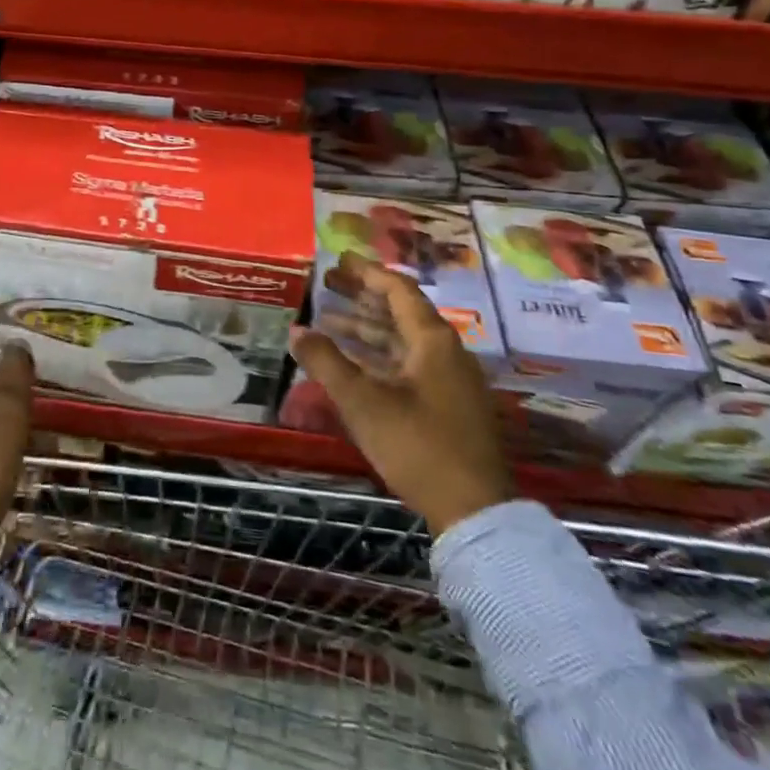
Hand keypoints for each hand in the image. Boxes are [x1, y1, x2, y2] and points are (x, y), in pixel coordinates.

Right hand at [290, 253, 512, 533]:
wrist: (474, 510)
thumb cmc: (417, 446)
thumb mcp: (363, 402)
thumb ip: (326, 362)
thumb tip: (296, 330)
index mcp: (433, 340)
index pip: (398, 289)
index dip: (366, 272)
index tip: (337, 260)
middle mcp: (445, 351)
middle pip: (400, 311)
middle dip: (362, 296)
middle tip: (326, 284)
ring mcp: (449, 379)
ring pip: (403, 339)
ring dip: (367, 327)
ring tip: (328, 320)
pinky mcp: (447, 404)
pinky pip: (407, 362)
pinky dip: (378, 354)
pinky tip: (352, 360)